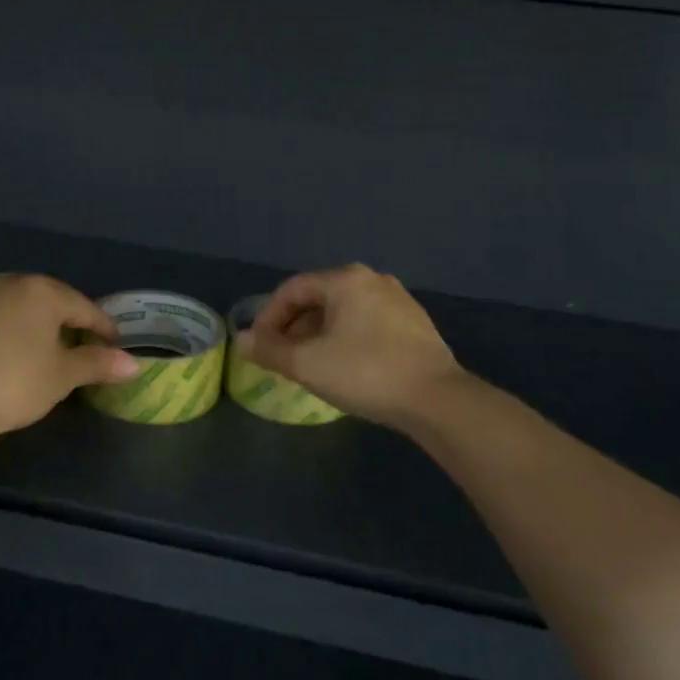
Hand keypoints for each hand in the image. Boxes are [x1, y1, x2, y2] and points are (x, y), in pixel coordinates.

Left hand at [0, 274, 139, 451]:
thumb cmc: (14, 385)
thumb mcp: (62, 377)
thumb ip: (97, 363)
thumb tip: (133, 363)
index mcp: (43, 292)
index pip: (84, 307)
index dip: (103, 328)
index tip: (113, 347)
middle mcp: (9, 283)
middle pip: (47, 299)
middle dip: (64, 318)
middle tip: (76, 344)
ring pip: (10, 300)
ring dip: (25, 316)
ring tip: (33, 340)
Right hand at [238, 264, 464, 428]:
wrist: (437, 400)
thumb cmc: (366, 373)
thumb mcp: (308, 364)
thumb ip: (270, 350)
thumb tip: (241, 340)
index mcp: (345, 279)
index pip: (292, 289)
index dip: (268, 317)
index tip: (259, 346)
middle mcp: (372, 279)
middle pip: (318, 297)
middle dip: (294, 326)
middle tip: (282, 356)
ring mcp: (398, 300)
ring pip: (343, 311)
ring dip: (319, 333)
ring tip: (310, 364)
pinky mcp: (414, 323)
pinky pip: (367, 322)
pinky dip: (346, 337)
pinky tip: (345, 366)